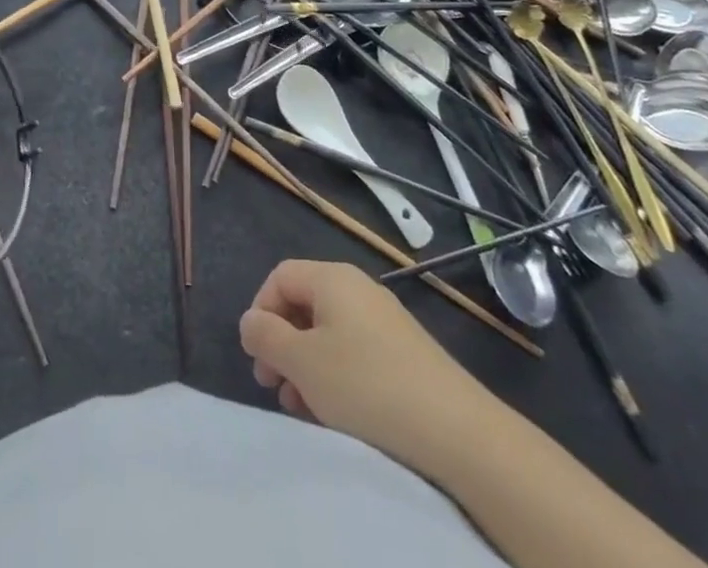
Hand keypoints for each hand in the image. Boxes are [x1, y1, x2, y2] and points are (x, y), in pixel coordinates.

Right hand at [239, 259, 489, 464]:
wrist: (457, 431)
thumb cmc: (366, 386)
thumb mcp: (303, 362)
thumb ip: (266, 337)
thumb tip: (250, 321)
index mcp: (331, 278)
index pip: (280, 276)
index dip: (261, 311)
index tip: (258, 356)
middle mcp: (358, 288)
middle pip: (304, 305)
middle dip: (282, 344)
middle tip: (275, 387)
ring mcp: (385, 320)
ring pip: (329, 333)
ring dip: (307, 366)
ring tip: (303, 409)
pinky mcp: (405, 353)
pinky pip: (356, 352)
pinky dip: (337, 375)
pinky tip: (338, 414)